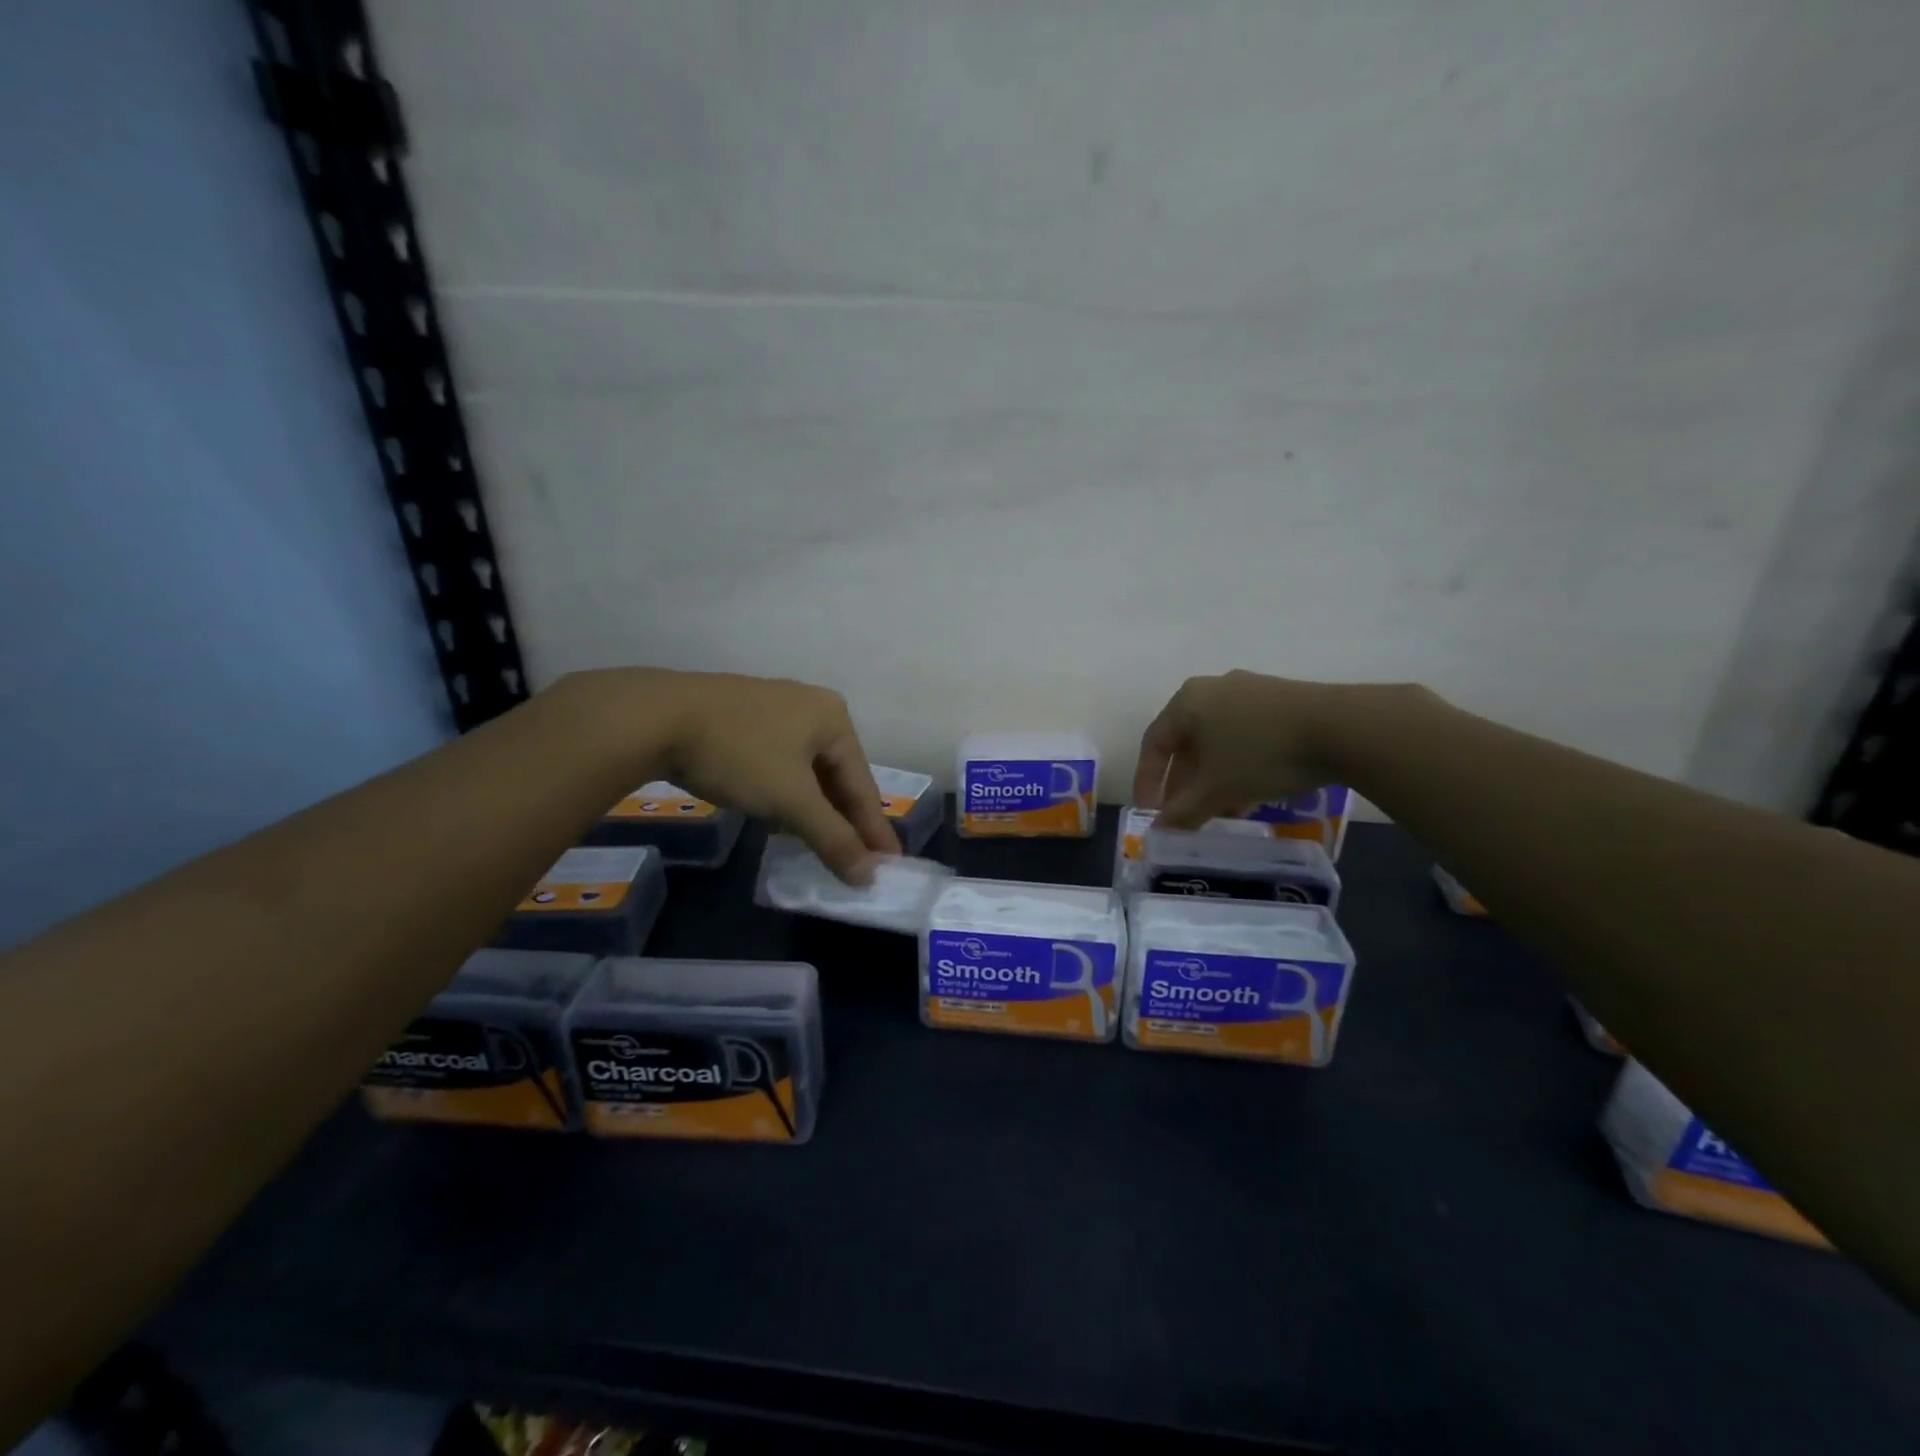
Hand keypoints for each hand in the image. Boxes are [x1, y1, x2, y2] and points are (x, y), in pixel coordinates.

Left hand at [568, 669, 899, 881]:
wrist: (655, 717)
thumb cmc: (738, 754)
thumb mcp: (790, 801)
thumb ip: (832, 838)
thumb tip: (868, 876)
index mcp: (833, 717)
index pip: (862, 783)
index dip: (874, 828)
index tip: (890, 862)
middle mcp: (811, 705)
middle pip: (836, 774)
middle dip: (845, 818)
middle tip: (859, 857)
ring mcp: (774, 707)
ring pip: (806, 769)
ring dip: (815, 808)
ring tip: (823, 843)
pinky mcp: (742, 716)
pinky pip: (780, 761)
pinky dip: (787, 792)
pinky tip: (781, 814)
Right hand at [1132, 671, 1352, 829]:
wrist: (1342, 727)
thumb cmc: (1262, 754)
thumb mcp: (1217, 789)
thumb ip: (1182, 811)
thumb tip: (1159, 831)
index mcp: (1187, 701)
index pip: (1154, 744)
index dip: (1147, 781)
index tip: (1150, 812)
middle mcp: (1213, 689)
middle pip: (1187, 742)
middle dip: (1183, 782)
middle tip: (1184, 813)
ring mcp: (1250, 691)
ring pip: (1218, 741)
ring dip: (1213, 778)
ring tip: (1219, 810)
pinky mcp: (1281, 700)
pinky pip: (1246, 735)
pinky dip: (1239, 765)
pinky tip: (1251, 792)